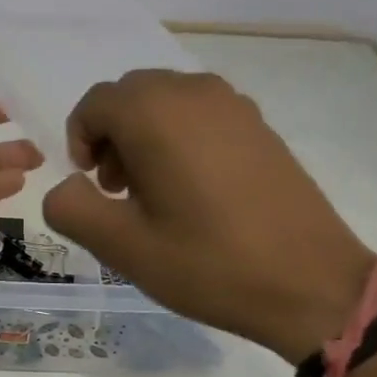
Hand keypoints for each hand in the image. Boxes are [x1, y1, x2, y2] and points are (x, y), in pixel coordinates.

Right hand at [41, 70, 372, 361]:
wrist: (311, 284)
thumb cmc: (208, 264)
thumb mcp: (123, 247)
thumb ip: (71, 208)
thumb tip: (65, 187)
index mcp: (156, 114)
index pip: (95, 103)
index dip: (80, 141)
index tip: (90, 185)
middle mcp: (194, 93)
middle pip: (131, 96)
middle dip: (112, 136)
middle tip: (117, 190)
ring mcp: (235, 105)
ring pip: (167, 101)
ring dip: (145, 135)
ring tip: (153, 192)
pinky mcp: (260, 126)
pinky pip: (201, 114)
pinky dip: (180, 137)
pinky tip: (194, 189)